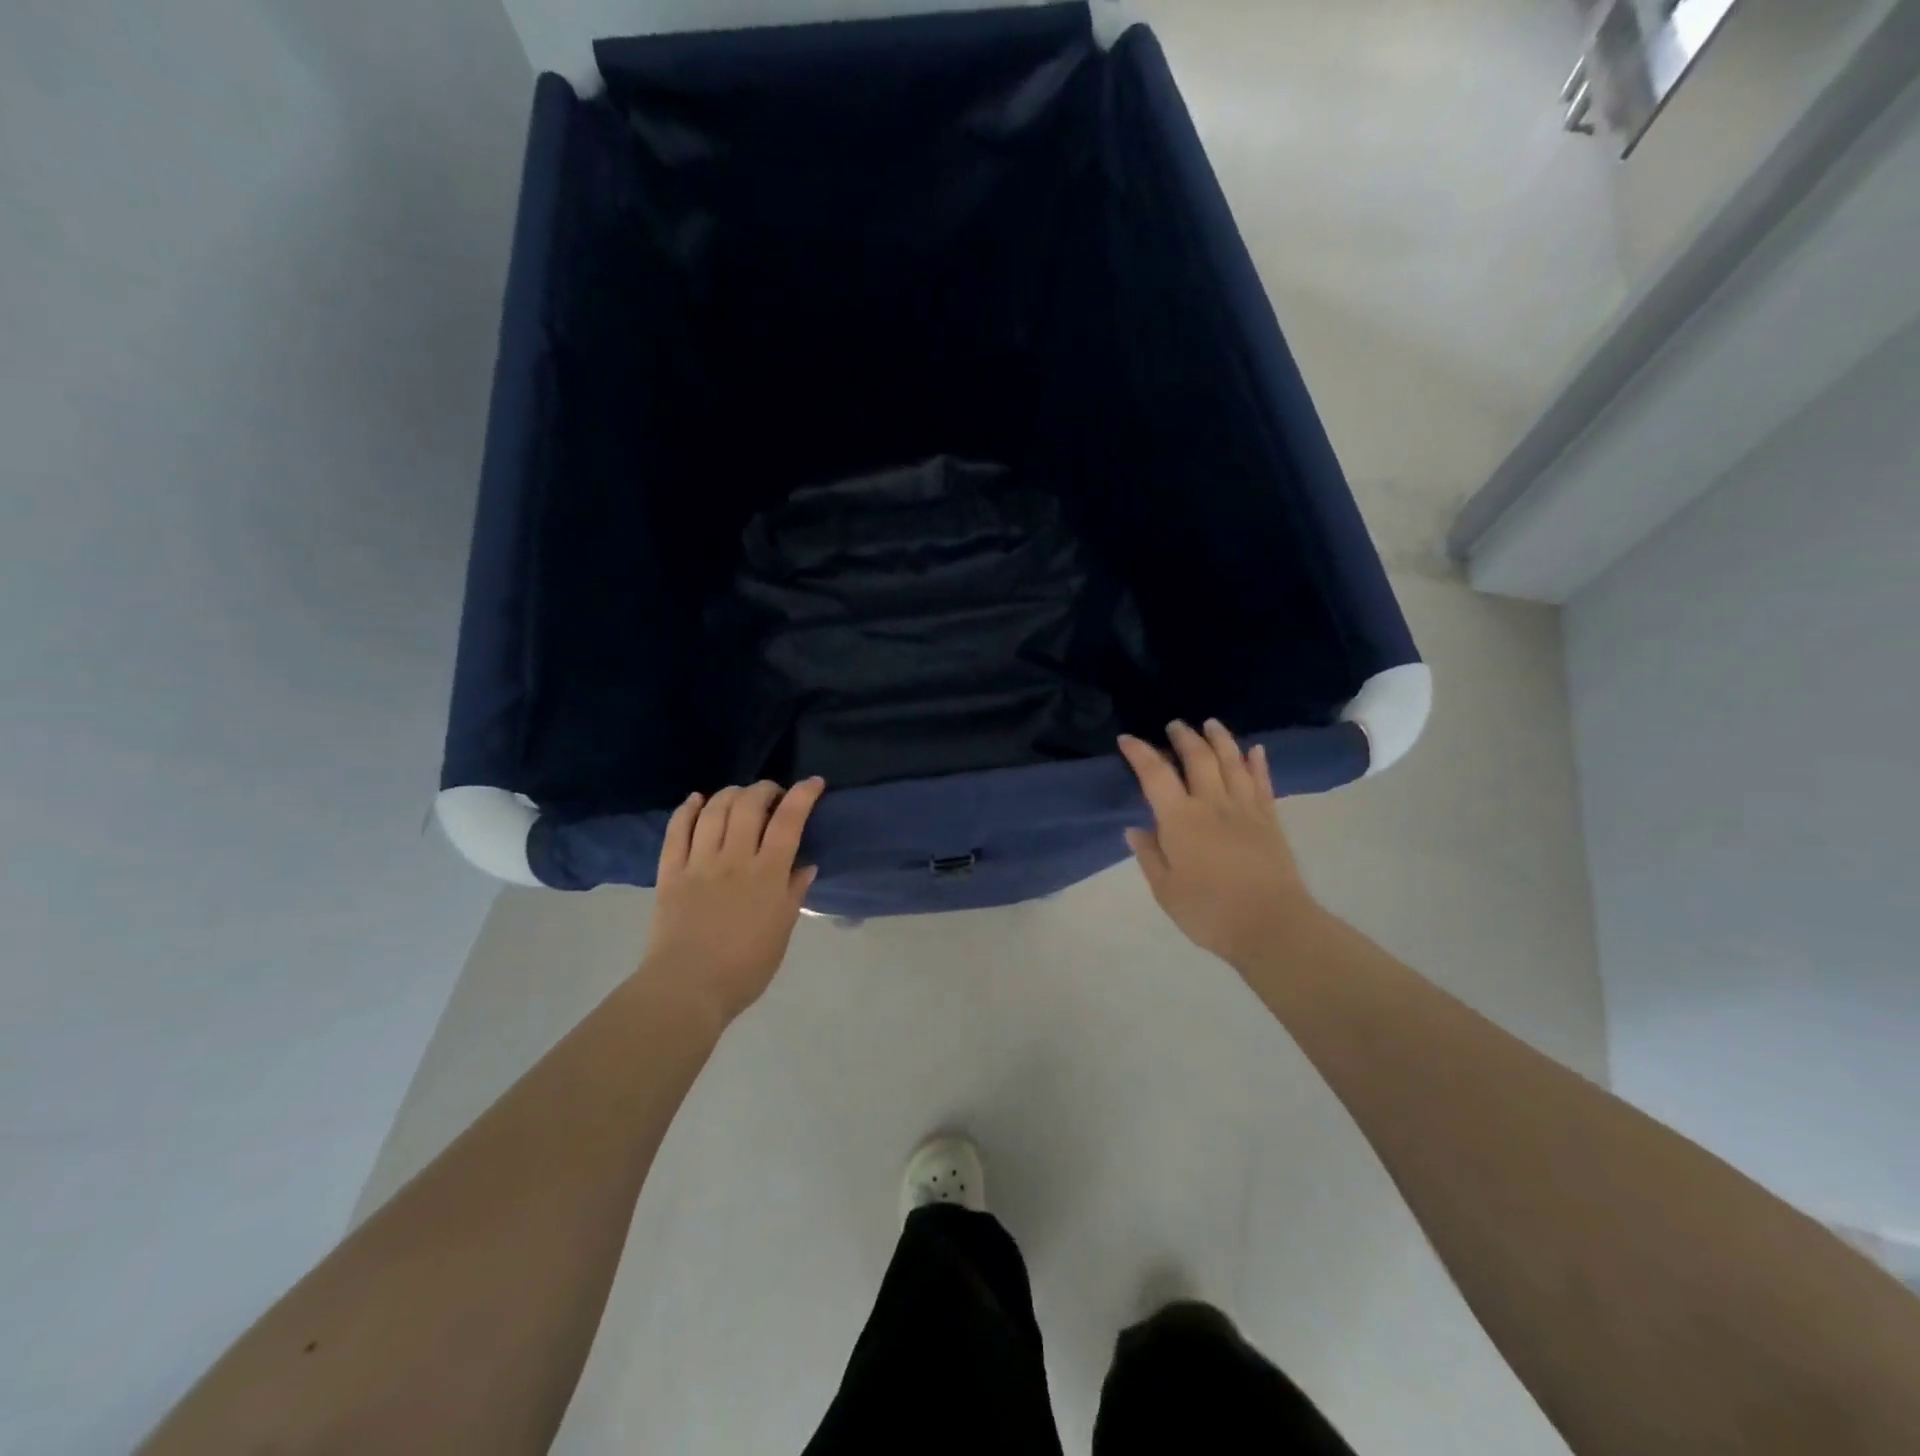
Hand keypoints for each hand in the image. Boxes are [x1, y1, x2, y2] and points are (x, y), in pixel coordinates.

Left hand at [640, 778, 825, 1027]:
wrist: (687, 988)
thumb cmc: (744, 968)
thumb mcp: (782, 932)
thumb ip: (794, 894)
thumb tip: (805, 865)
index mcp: (768, 874)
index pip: (789, 821)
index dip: (803, 795)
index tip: (814, 782)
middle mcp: (734, 859)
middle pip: (749, 805)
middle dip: (765, 789)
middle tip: (773, 793)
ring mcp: (699, 862)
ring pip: (715, 810)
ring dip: (731, 793)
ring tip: (740, 795)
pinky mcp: (670, 872)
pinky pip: (677, 831)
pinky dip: (688, 809)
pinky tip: (697, 799)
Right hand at [1119, 721, 1321, 969]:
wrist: (1271, 925)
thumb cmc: (1209, 912)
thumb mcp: (1165, 890)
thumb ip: (1150, 856)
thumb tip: (1136, 829)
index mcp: (1180, 819)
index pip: (1155, 774)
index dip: (1139, 753)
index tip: (1127, 739)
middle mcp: (1212, 804)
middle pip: (1198, 758)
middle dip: (1184, 737)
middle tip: (1175, 725)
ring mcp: (1245, 809)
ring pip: (1232, 762)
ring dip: (1220, 739)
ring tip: (1211, 724)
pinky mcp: (1270, 820)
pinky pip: (1263, 783)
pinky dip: (1258, 763)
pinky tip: (1255, 750)